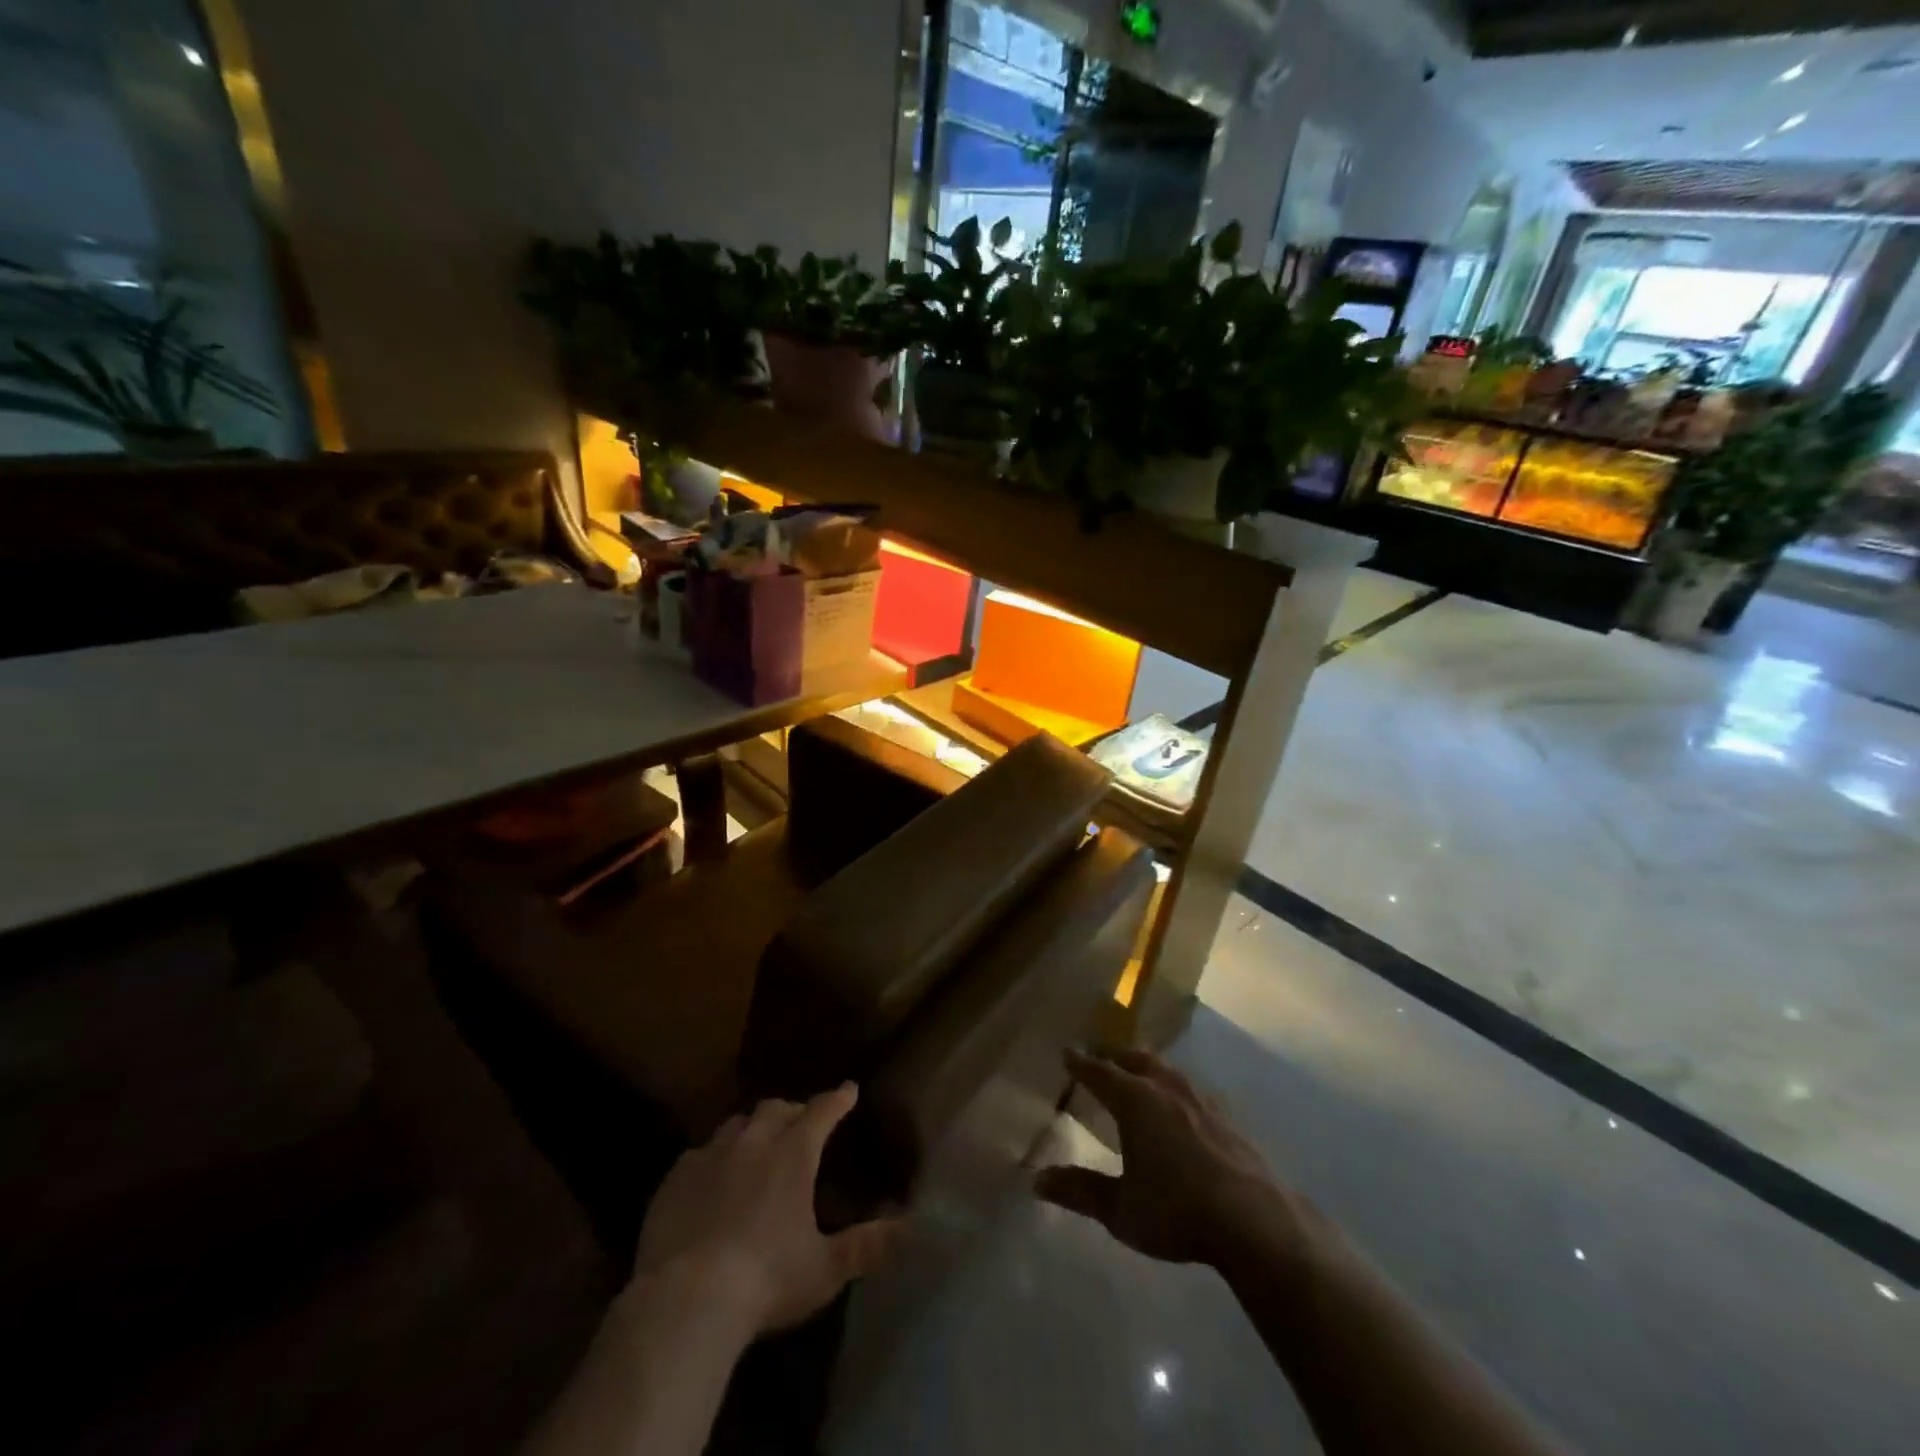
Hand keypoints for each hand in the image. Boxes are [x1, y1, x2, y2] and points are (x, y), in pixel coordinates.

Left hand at [634, 1084, 904, 1334]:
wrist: (685, 1301)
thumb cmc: (766, 1280)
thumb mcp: (824, 1269)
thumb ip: (866, 1245)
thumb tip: (908, 1228)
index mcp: (793, 1154)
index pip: (822, 1111)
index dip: (838, 1099)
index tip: (849, 1089)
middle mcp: (753, 1142)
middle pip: (776, 1109)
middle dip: (793, 1110)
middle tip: (801, 1122)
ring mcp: (710, 1155)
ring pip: (736, 1124)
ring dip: (752, 1128)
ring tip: (757, 1145)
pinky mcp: (675, 1178)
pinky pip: (700, 1153)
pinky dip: (714, 1157)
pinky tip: (712, 1178)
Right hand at [1037, 1048, 1305, 1268]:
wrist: (1255, 1221)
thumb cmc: (1177, 1210)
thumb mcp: (1120, 1209)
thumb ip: (1080, 1191)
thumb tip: (1036, 1180)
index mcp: (1135, 1100)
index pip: (1100, 1072)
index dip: (1081, 1063)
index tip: (1067, 1052)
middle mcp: (1166, 1089)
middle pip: (1136, 1059)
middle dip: (1114, 1055)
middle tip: (1100, 1055)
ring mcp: (1201, 1100)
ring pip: (1167, 1070)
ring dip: (1147, 1066)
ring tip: (1138, 1072)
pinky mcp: (1228, 1119)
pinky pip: (1192, 1090)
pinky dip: (1175, 1088)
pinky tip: (1181, 1105)